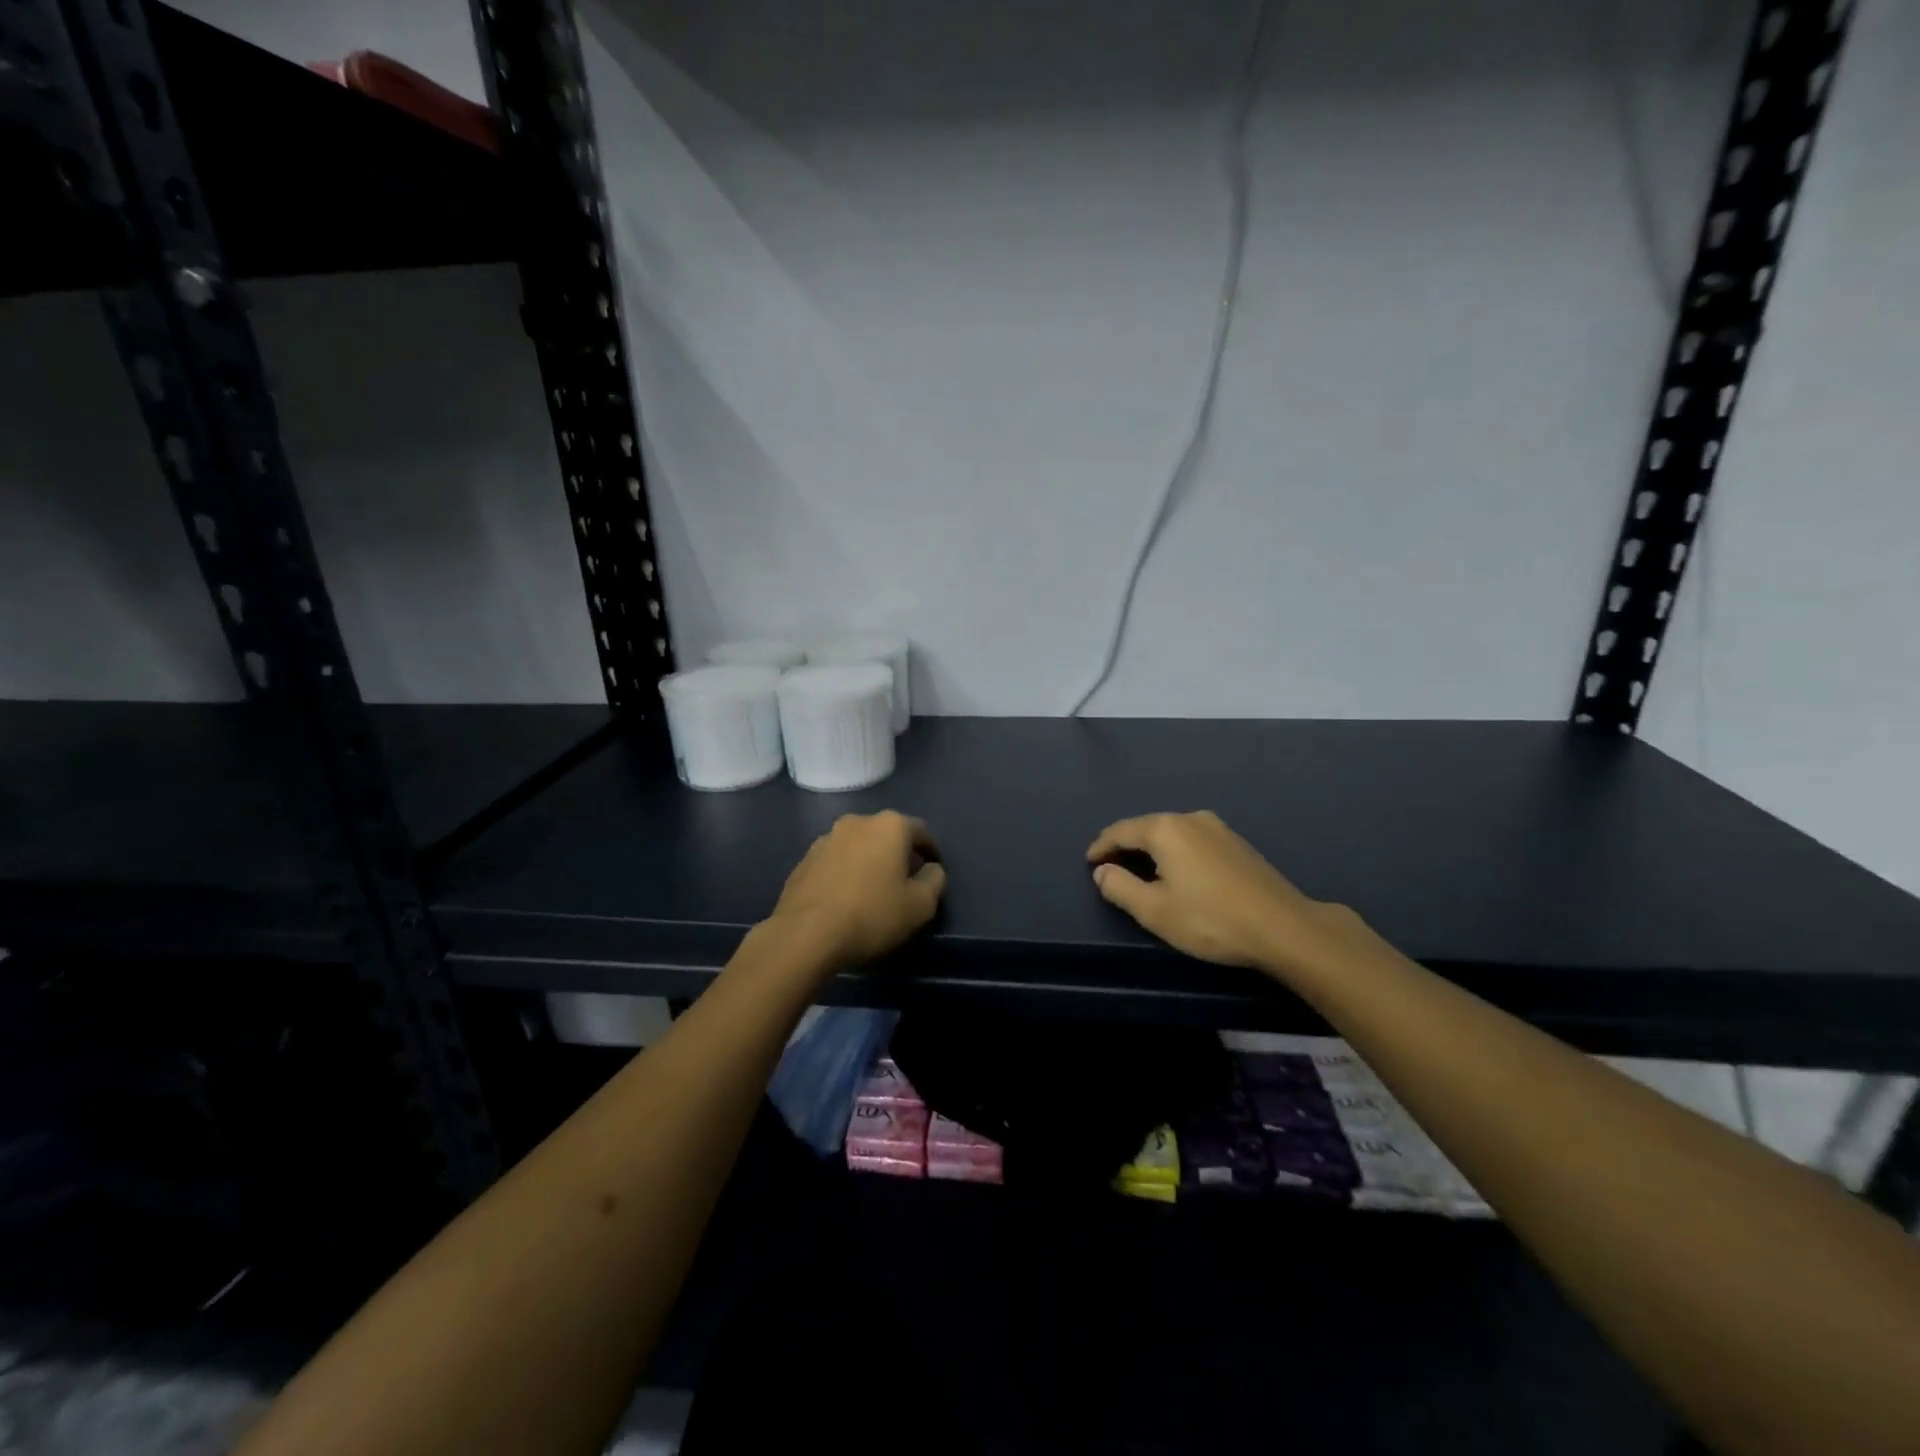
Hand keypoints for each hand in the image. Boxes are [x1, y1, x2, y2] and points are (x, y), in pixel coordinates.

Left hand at [766, 811, 945, 969]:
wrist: (805, 935)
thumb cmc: (872, 915)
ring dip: (869, 861)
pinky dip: (845, 872)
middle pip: (887, 835)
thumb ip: (935, 880)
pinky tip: (845, 898)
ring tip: (872, 891)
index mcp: (889, 825)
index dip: (930, 852)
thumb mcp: (920, 905)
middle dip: (898, 854)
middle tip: (904, 882)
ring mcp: (826, 839)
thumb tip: (931, 869)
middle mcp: (857, 822)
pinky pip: (835, 861)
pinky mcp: (804, 860)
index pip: (920, 832)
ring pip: (858, 846)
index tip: (932, 873)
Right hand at [1087, 811, 1342, 977]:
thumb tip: (1103, 871)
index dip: (1101, 847)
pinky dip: (1175, 852)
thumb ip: (1120, 888)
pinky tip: (1177, 872)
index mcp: (1165, 829)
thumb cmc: (1211, 920)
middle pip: (1146, 827)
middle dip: (1125, 845)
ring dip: (1151, 849)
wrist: (1284, 928)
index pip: (1121, 831)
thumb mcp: (1155, 911)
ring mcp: (1218, 828)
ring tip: (1140, 870)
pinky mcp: (1237, 843)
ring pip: (1172, 833)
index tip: (1089, 863)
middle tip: (1110, 867)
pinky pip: (1192, 840)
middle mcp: (1190, 818)